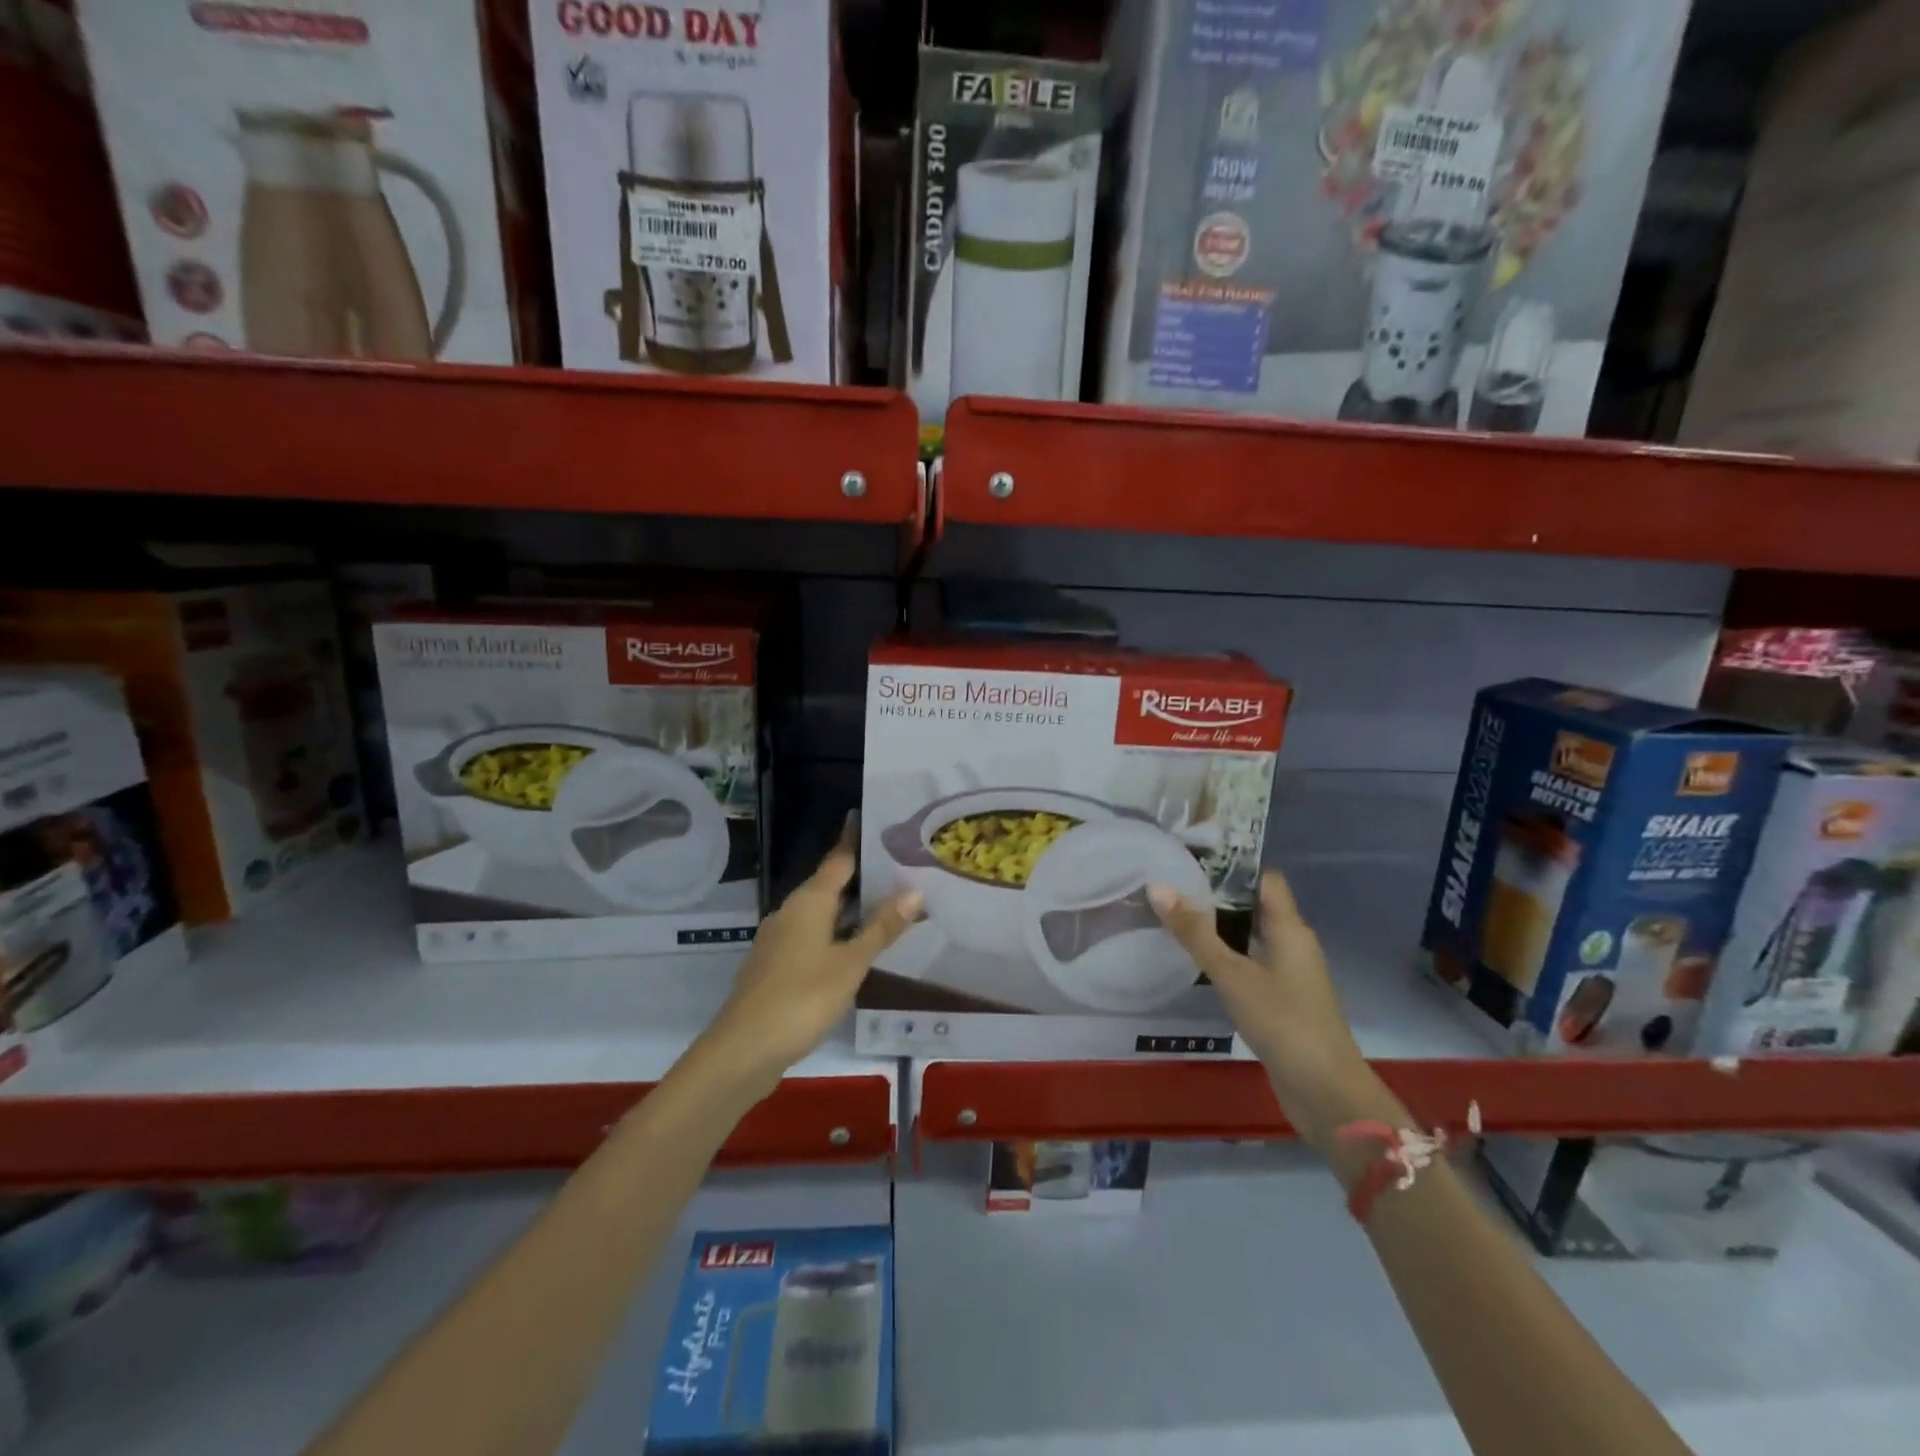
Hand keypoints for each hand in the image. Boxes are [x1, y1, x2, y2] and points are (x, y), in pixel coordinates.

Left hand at [701, 819, 922, 1097]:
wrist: (743, 1050)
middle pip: (830, 885)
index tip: (875, 820)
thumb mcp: (851, 963)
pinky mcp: (775, 965)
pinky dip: (836, 933)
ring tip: (888, 905)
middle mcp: (790, 911)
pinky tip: (856, 947)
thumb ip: (881, 928)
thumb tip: (914, 891)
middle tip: (901, 868)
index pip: (838, 858)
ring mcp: (779, 939)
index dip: (856, 839)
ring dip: (851, 909)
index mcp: (809, 901)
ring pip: (821, 913)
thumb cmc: (802, 998)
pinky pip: (812, 936)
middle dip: (862, 877)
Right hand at [1148, 871, 1389, 1153]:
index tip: (1193, 856)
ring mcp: (1292, 975)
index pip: (1265, 879)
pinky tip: (1200, 963)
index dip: (1233, 864)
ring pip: (1253, 938)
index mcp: (1290, 929)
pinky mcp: (1285, 1001)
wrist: (1326, 1092)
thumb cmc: (1283, 1022)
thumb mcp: (1232, 974)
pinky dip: (1229, 957)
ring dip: (1222, 928)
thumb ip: (1195, 933)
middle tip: (1173, 884)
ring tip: (1177, 917)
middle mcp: (1294, 945)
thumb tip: (1158, 886)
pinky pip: (1253, 965)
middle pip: (1256, 906)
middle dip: (1218, 895)